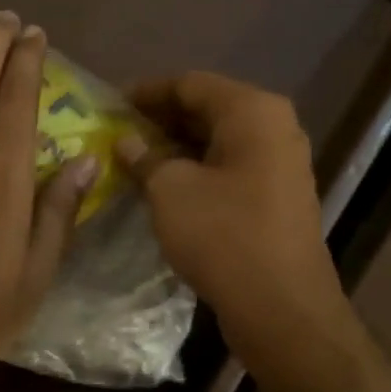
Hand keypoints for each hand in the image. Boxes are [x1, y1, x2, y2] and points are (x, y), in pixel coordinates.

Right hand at [115, 72, 349, 360]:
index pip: (190, 84)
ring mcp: (279, 163)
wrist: (281, 307)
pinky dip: (195, 169)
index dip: (146, 92)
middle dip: (160, 119)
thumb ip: (145, 157)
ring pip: (217, 141)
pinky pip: (228, 167)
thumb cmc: (223, 235)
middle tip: (116, 130)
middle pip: (207, 109)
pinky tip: (161, 184)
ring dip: (175, 146)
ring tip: (131, 157)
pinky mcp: (275, 196)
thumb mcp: (170, 190)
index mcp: (252, 112)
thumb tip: (127, 141)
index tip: (109, 103)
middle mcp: (273, 128)